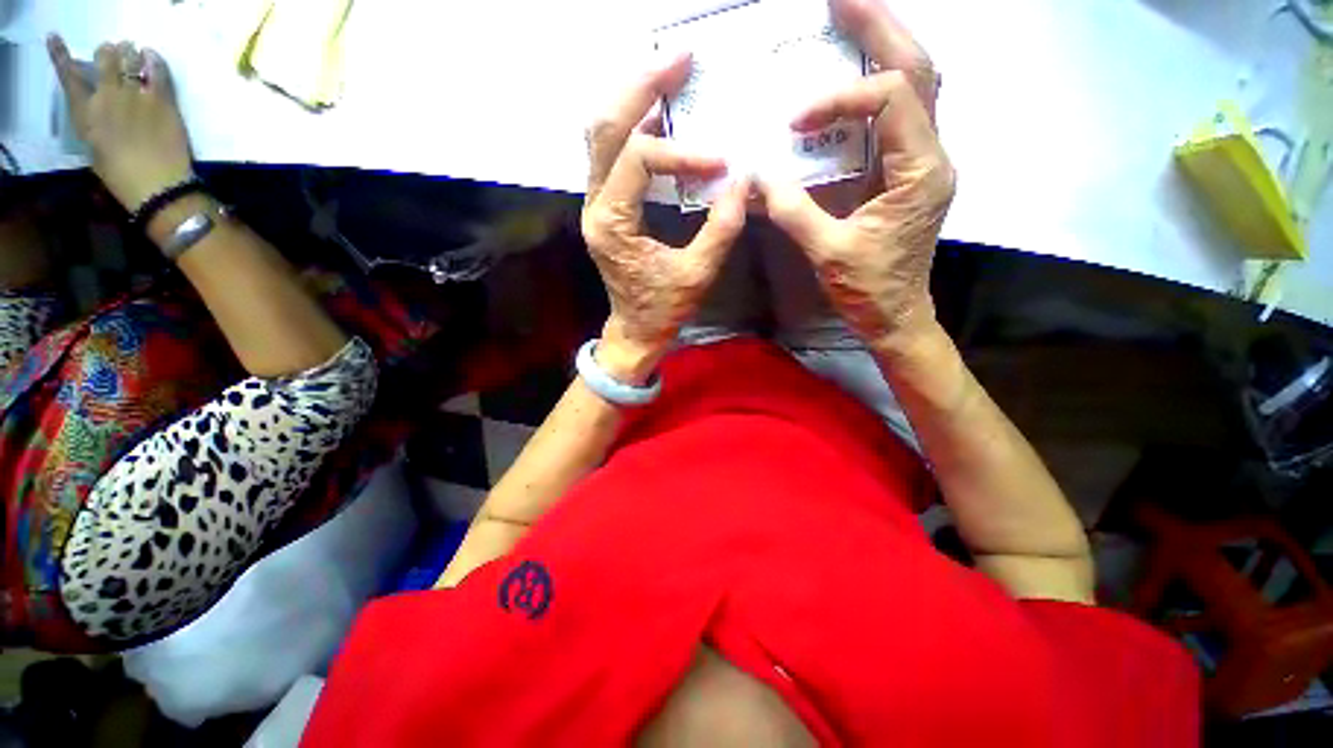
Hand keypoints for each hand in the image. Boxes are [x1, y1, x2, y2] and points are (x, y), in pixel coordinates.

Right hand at [48, 36, 193, 212]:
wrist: (156, 184)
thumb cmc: (121, 176)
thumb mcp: (95, 148)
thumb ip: (94, 123)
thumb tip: (98, 107)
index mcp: (85, 112)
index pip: (68, 75)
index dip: (60, 54)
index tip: (55, 38)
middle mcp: (107, 96)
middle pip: (105, 57)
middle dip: (107, 53)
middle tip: (114, 56)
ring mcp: (135, 95)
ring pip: (130, 58)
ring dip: (130, 54)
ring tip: (135, 56)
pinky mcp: (162, 100)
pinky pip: (158, 71)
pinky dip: (154, 61)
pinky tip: (151, 58)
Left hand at [581, 54, 749, 383]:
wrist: (635, 330)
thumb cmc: (661, 310)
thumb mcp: (696, 276)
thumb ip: (720, 229)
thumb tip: (743, 182)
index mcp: (611, 224)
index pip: (638, 161)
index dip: (681, 153)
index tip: (720, 164)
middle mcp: (594, 206)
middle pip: (605, 129)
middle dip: (642, 89)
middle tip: (679, 59)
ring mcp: (596, 203)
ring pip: (602, 135)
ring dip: (634, 99)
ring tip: (669, 73)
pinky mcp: (607, 206)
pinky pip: (612, 154)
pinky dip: (635, 127)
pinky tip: (661, 113)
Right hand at [758, 0, 954, 351]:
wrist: (896, 314)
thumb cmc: (868, 289)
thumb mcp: (827, 253)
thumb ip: (793, 212)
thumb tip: (759, 178)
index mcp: (919, 173)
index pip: (890, 99)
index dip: (839, 98)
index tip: (795, 122)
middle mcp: (932, 155)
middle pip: (920, 69)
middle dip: (881, 27)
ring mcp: (923, 161)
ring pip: (918, 84)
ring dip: (885, 46)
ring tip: (850, 18)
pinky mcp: (908, 172)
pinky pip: (900, 114)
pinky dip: (875, 87)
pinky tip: (851, 79)